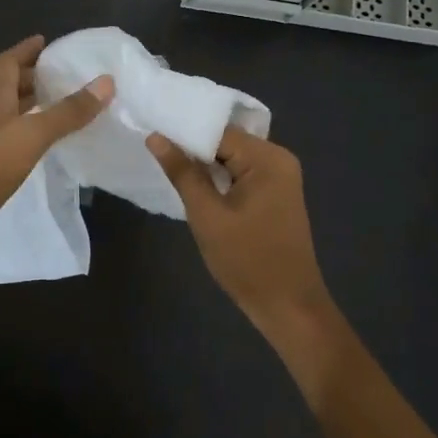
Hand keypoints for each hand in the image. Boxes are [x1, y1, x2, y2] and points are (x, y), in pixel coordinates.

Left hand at [0, 35, 112, 257]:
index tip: (46, 41)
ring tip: (64, 103)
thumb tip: (105, 82)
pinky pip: (15, 136)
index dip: (25, 49)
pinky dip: (33, 131)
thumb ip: (68, 110)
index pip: (7, 63)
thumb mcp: (33, 133)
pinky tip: (49, 140)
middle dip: (34, 76)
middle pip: (10, 86)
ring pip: (13, 112)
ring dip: (34, 104)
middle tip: (64, 74)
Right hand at [147, 126, 336, 343]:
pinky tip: (193, 184)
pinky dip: (218, 178)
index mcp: (267, 158)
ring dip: (203, 165)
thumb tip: (155, 136)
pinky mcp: (275, 194)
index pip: (217, 131)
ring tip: (165, 164)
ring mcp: (279, 177)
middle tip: (152, 150)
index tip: (149, 132)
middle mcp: (278, 158)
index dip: (183, 133)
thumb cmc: (247, 260)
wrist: (288, 306)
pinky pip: (240, 174)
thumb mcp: (207, 215)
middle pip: (226, 141)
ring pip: (231, 158)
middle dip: (192, 148)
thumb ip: (182, 173)